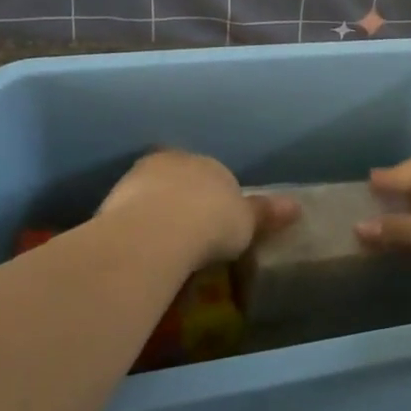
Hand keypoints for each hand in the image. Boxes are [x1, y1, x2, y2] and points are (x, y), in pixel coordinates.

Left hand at [98, 150, 297, 267]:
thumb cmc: (212, 222)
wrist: (159, 229)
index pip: (212, 175)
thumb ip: (266, 213)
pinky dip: (134, 227)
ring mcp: (138, 177)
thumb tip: (297, 206)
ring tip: (160, 248)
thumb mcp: (246, 222)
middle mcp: (173, 160)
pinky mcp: (113, 198)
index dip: (213, 199)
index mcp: (208, 163)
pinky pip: (128, 213)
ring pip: (150, 193)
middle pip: (178, 179)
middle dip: (181, 200)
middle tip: (186, 236)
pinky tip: (139, 250)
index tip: (213, 225)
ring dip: (154, 212)